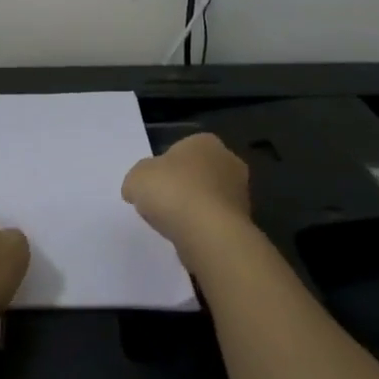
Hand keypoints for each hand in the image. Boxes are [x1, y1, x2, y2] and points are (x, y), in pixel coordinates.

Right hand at [121, 133, 251, 256]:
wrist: (208, 232)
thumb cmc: (172, 191)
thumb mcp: (136, 178)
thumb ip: (136, 180)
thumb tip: (136, 190)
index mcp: (205, 142)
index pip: (181, 149)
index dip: (163, 167)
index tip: (151, 185)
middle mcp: (228, 161)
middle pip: (197, 173)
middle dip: (181, 186)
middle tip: (160, 204)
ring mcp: (240, 193)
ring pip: (207, 198)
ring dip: (192, 209)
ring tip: (172, 225)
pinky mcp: (243, 221)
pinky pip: (214, 220)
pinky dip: (201, 227)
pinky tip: (187, 236)